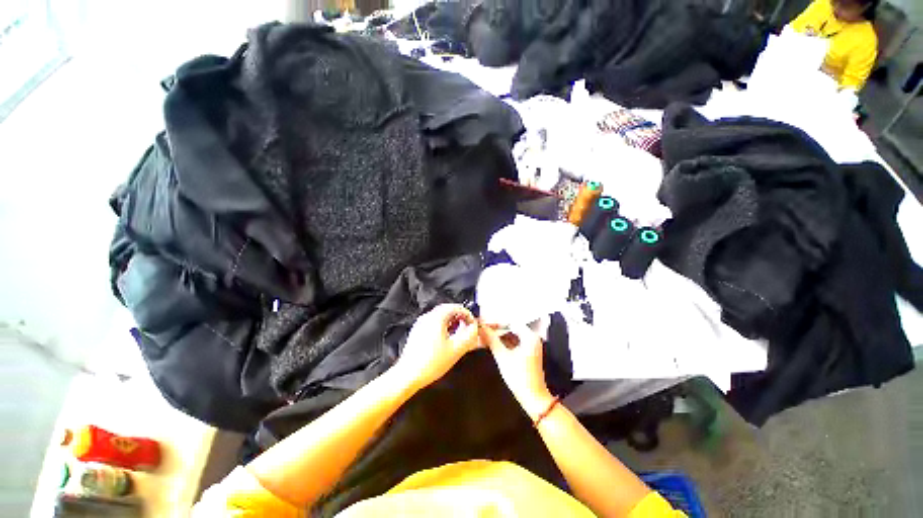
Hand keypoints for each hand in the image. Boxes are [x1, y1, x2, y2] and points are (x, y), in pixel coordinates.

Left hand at [393, 304, 478, 391]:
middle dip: (460, 317)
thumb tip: (474, 327)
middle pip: (448, 310)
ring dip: (452, 322)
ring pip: (440, 317)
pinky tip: (446, 340)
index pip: (456, 307)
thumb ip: (469, 336)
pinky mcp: (417, 332)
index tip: (473, 325)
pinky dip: (443, 327)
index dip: (468, 314)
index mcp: (437, 317)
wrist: (408, 375)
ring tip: (459, 334)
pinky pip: (433, 323)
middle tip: (467, 328)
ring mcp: (421, 324)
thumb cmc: (432, 362)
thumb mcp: (456, 349)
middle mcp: (428, 316)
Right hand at [480, 324, 553, 420]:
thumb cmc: (518, 376)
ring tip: (486, 336)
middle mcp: (533, 337)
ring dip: (501, 336)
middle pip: (512, 328)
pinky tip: (494, 343)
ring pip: (513, 335)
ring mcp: (531, 345)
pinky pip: (516, 342)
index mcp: (529, 336)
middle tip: (484, 330)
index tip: (484, 325)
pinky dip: (506, 342)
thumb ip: (491, 340)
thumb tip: (481, 328)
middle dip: (498, 329)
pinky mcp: (529, 352)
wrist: (532, 397)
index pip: (511, 322)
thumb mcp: (502, 356)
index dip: (496, 323)